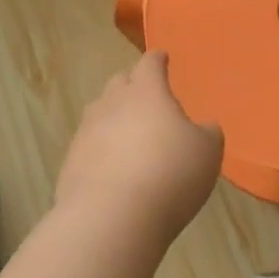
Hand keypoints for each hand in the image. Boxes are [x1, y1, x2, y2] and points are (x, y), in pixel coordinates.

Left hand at [55, 52, 222, 246]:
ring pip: (100, 113)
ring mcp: (86, 132)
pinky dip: (101, 149)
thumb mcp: (207, 152)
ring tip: (129, 133)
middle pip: (119, 83)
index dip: (157, 60)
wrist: (111, 218)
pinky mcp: (70, 163)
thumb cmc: (170, 174)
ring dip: (114, 117)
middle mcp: (112, 104)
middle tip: (146, 97)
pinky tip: (113, 168)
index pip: (150, 64)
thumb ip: (208, 133)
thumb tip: (204, 127)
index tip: (162, 58)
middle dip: (132, 85)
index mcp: (147, 92)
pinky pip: (89, 145)